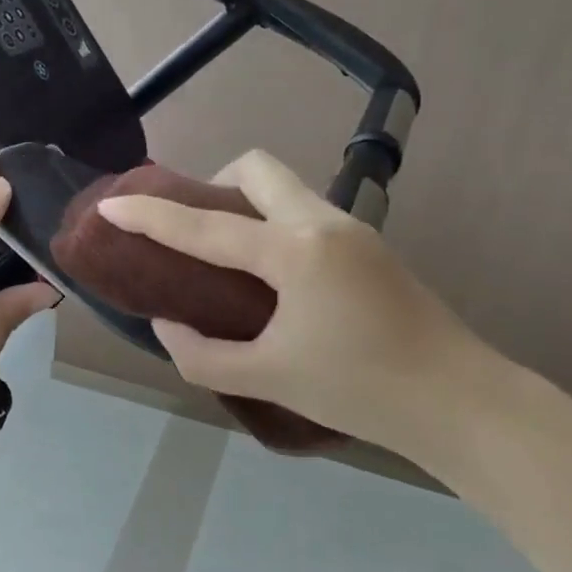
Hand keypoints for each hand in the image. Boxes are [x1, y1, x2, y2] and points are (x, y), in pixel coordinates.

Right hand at [97, 150, 506, 472]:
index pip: (205, 225)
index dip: (151, 214)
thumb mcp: (267, 378)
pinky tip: (270, 277)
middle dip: (214, 184)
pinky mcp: (369, 246)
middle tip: (194, 230)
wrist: (460, 403)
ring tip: (226, 257)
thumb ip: (201, 353)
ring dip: (245, 204)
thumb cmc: (360, 391)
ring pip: (285, 187)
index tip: (111, 202)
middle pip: (257, 168)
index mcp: (294, 252)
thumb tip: (168, 323)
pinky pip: (304, 212)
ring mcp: (353, 229)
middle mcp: (323, 223)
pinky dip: (272, 224)